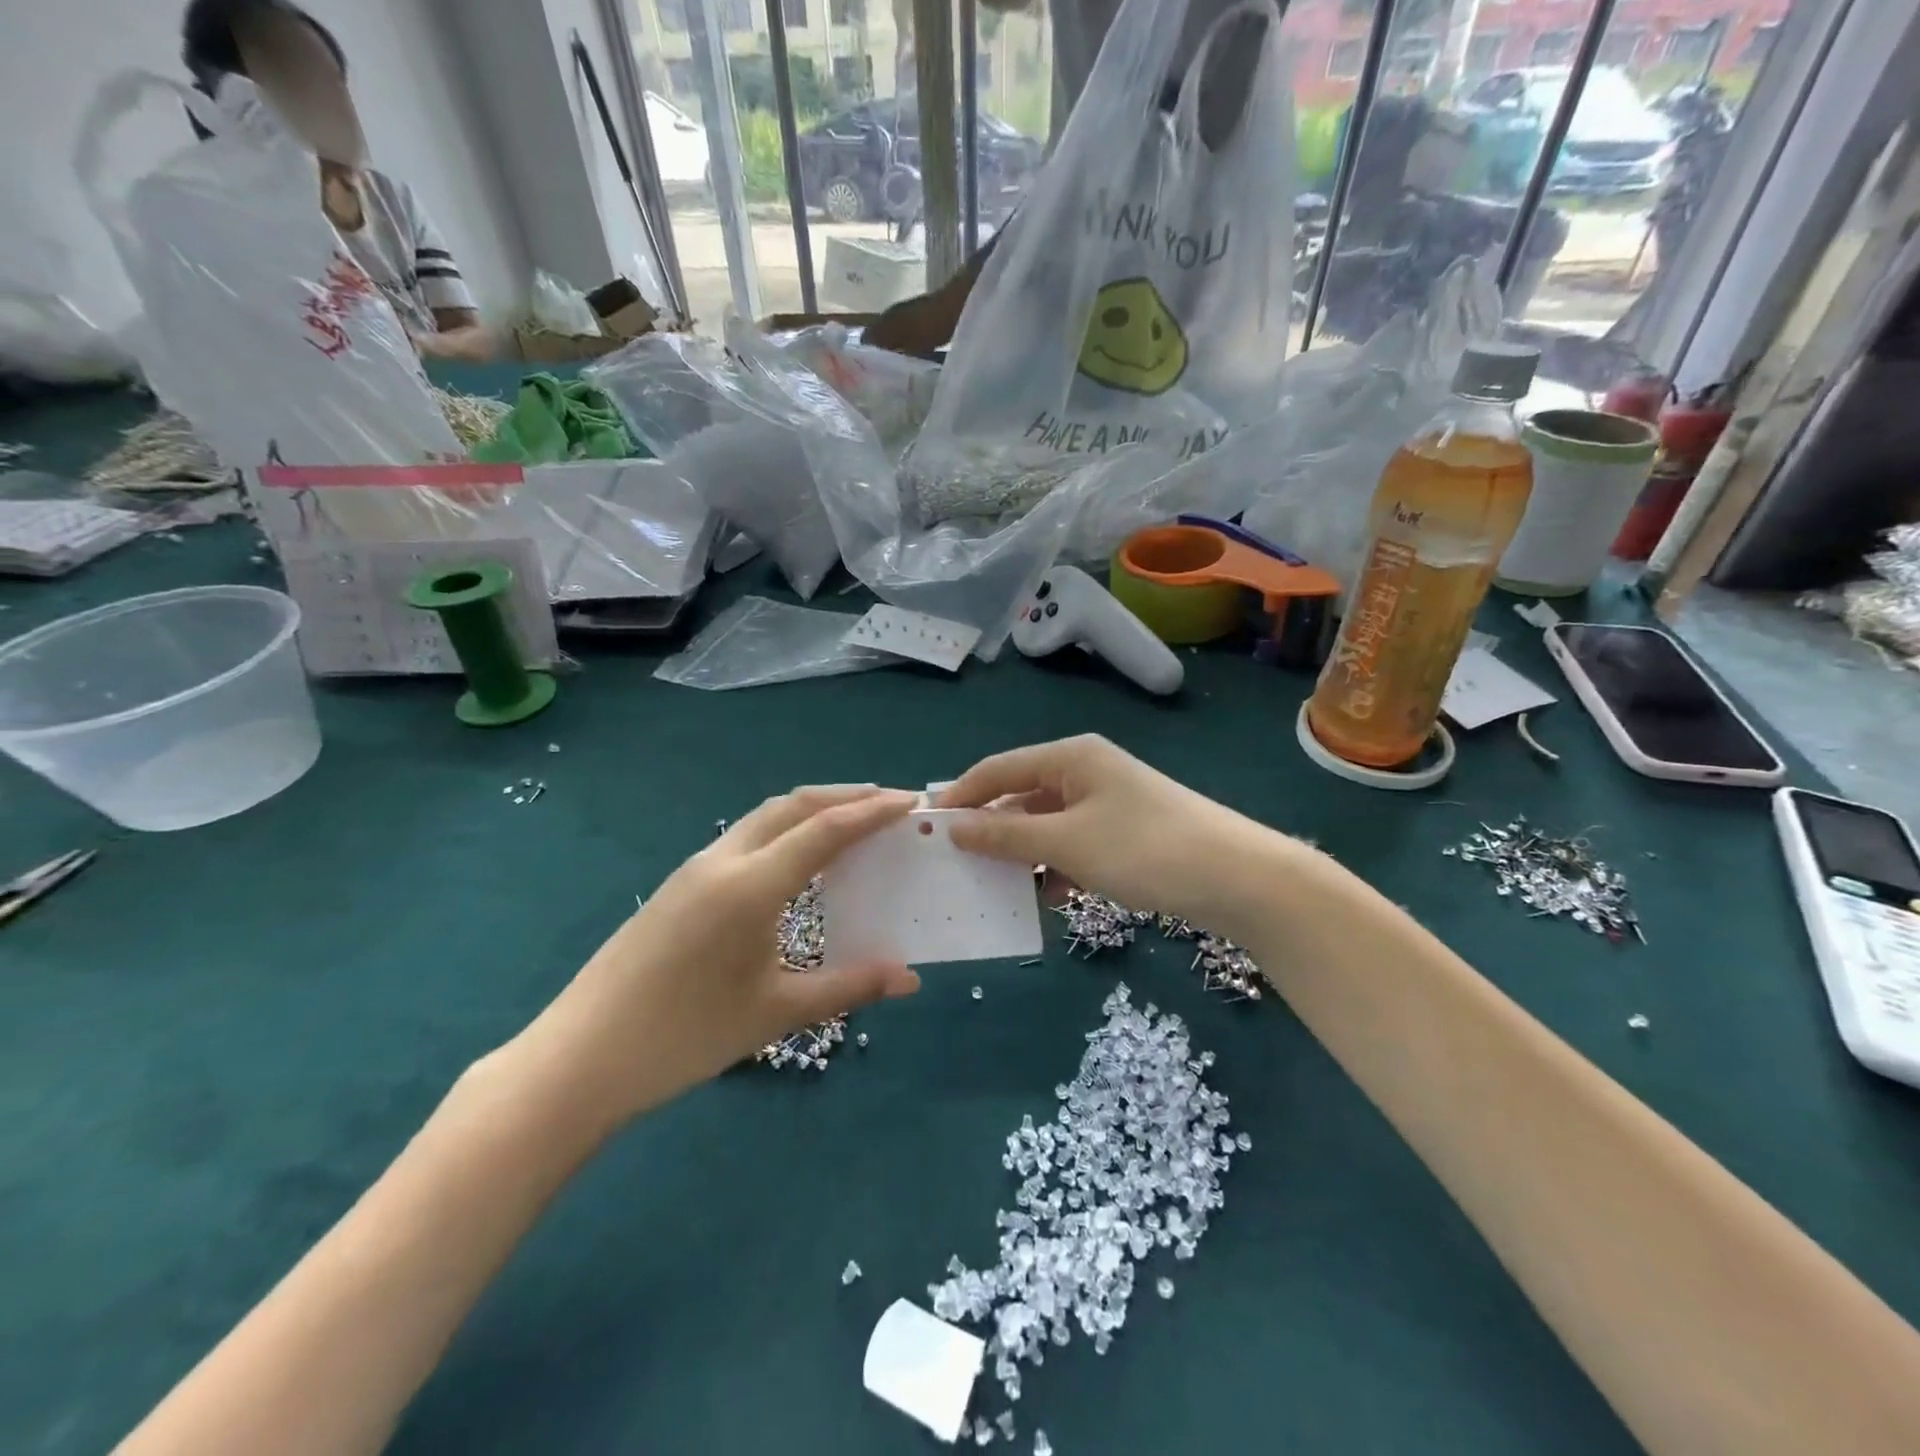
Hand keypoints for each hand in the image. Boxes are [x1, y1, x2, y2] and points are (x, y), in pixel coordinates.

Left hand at [512, 786, 920, 1130]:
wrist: (581, 1059)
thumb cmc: (686, 1036)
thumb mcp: (776, 1012)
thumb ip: (849, 986)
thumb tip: (910, 977)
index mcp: (751, 886)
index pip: (824, 830)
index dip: (872, 812)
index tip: (910, 802)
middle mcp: (723, 861)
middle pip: (792, 806)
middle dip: (843, 796)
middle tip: (887, 802)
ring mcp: (695, 869)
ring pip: (764, 818)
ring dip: (810, 810)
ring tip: (849, 822)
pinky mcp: (679, 885)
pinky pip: (744, 837)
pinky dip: (784, 830)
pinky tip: (796, 861)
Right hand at [937, 736, 1261, 925]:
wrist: (1239, 879)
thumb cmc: (1144, 849)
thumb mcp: (1068, 843)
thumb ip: (1008, 836)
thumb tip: (954, 826)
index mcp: (1071, 758)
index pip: (999, 768)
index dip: (962, 794)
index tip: (928, 827)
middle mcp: (1086, 772)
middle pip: (1022, 796)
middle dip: (992, 830)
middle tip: (957, 864)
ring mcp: (1108, 803)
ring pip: (1047, 825)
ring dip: (1024, 854)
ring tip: (998, 887)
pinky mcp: (1124, 833)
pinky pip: (1074, 844)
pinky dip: (1058, 867)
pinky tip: (1051, 897)